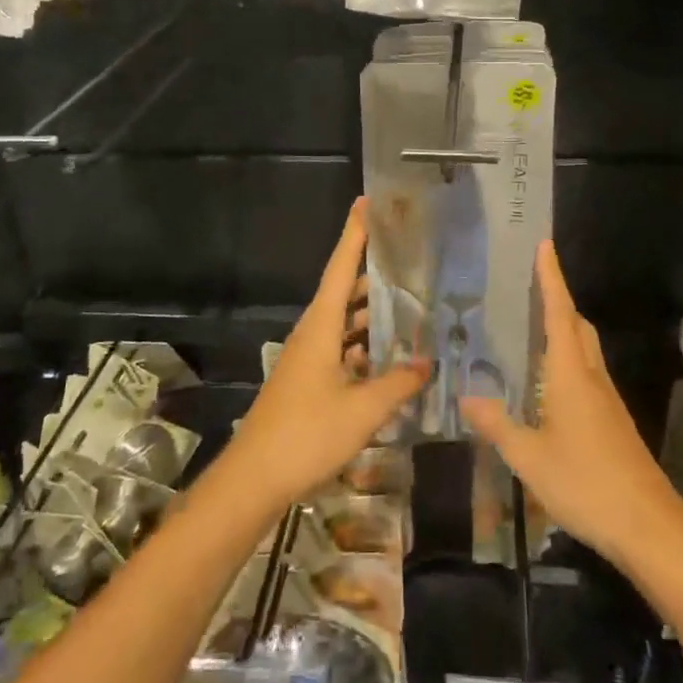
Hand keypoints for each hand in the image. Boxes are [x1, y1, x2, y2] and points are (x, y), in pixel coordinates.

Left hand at [217, 198, 428, 511]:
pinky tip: (389, 358)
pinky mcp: (308, 382)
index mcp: (319, 327)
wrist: (255, 479)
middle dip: (372, 271)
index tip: (367, 203)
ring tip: (410, 303)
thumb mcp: (362, 410)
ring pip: (344, 324)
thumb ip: (398, 384)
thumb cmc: (306, 434)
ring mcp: (308, 359)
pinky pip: (342, 350)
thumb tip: (427, 363)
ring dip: (371, 314)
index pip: (340, 268)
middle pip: (343, 292)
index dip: (354, 235)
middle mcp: (312, 334)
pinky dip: (365, 347)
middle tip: (407, 255)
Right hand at [461, 241, 681, 566]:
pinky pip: (588, 375)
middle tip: (533, 284)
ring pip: (586, 350)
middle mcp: (592, 378)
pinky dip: (569, 361)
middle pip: (578, 326)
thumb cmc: (585, 484)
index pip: (559, 314)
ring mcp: (607, 401)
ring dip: (565, 329)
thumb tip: (467, 398)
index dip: (551, 278)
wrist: (648, 526)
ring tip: (535, 327)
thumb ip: (498, 426)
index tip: (544, 245)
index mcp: (571, 376)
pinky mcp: (614, 423)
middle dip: (559, 300)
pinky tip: (551, 385)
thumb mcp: (529, 458)